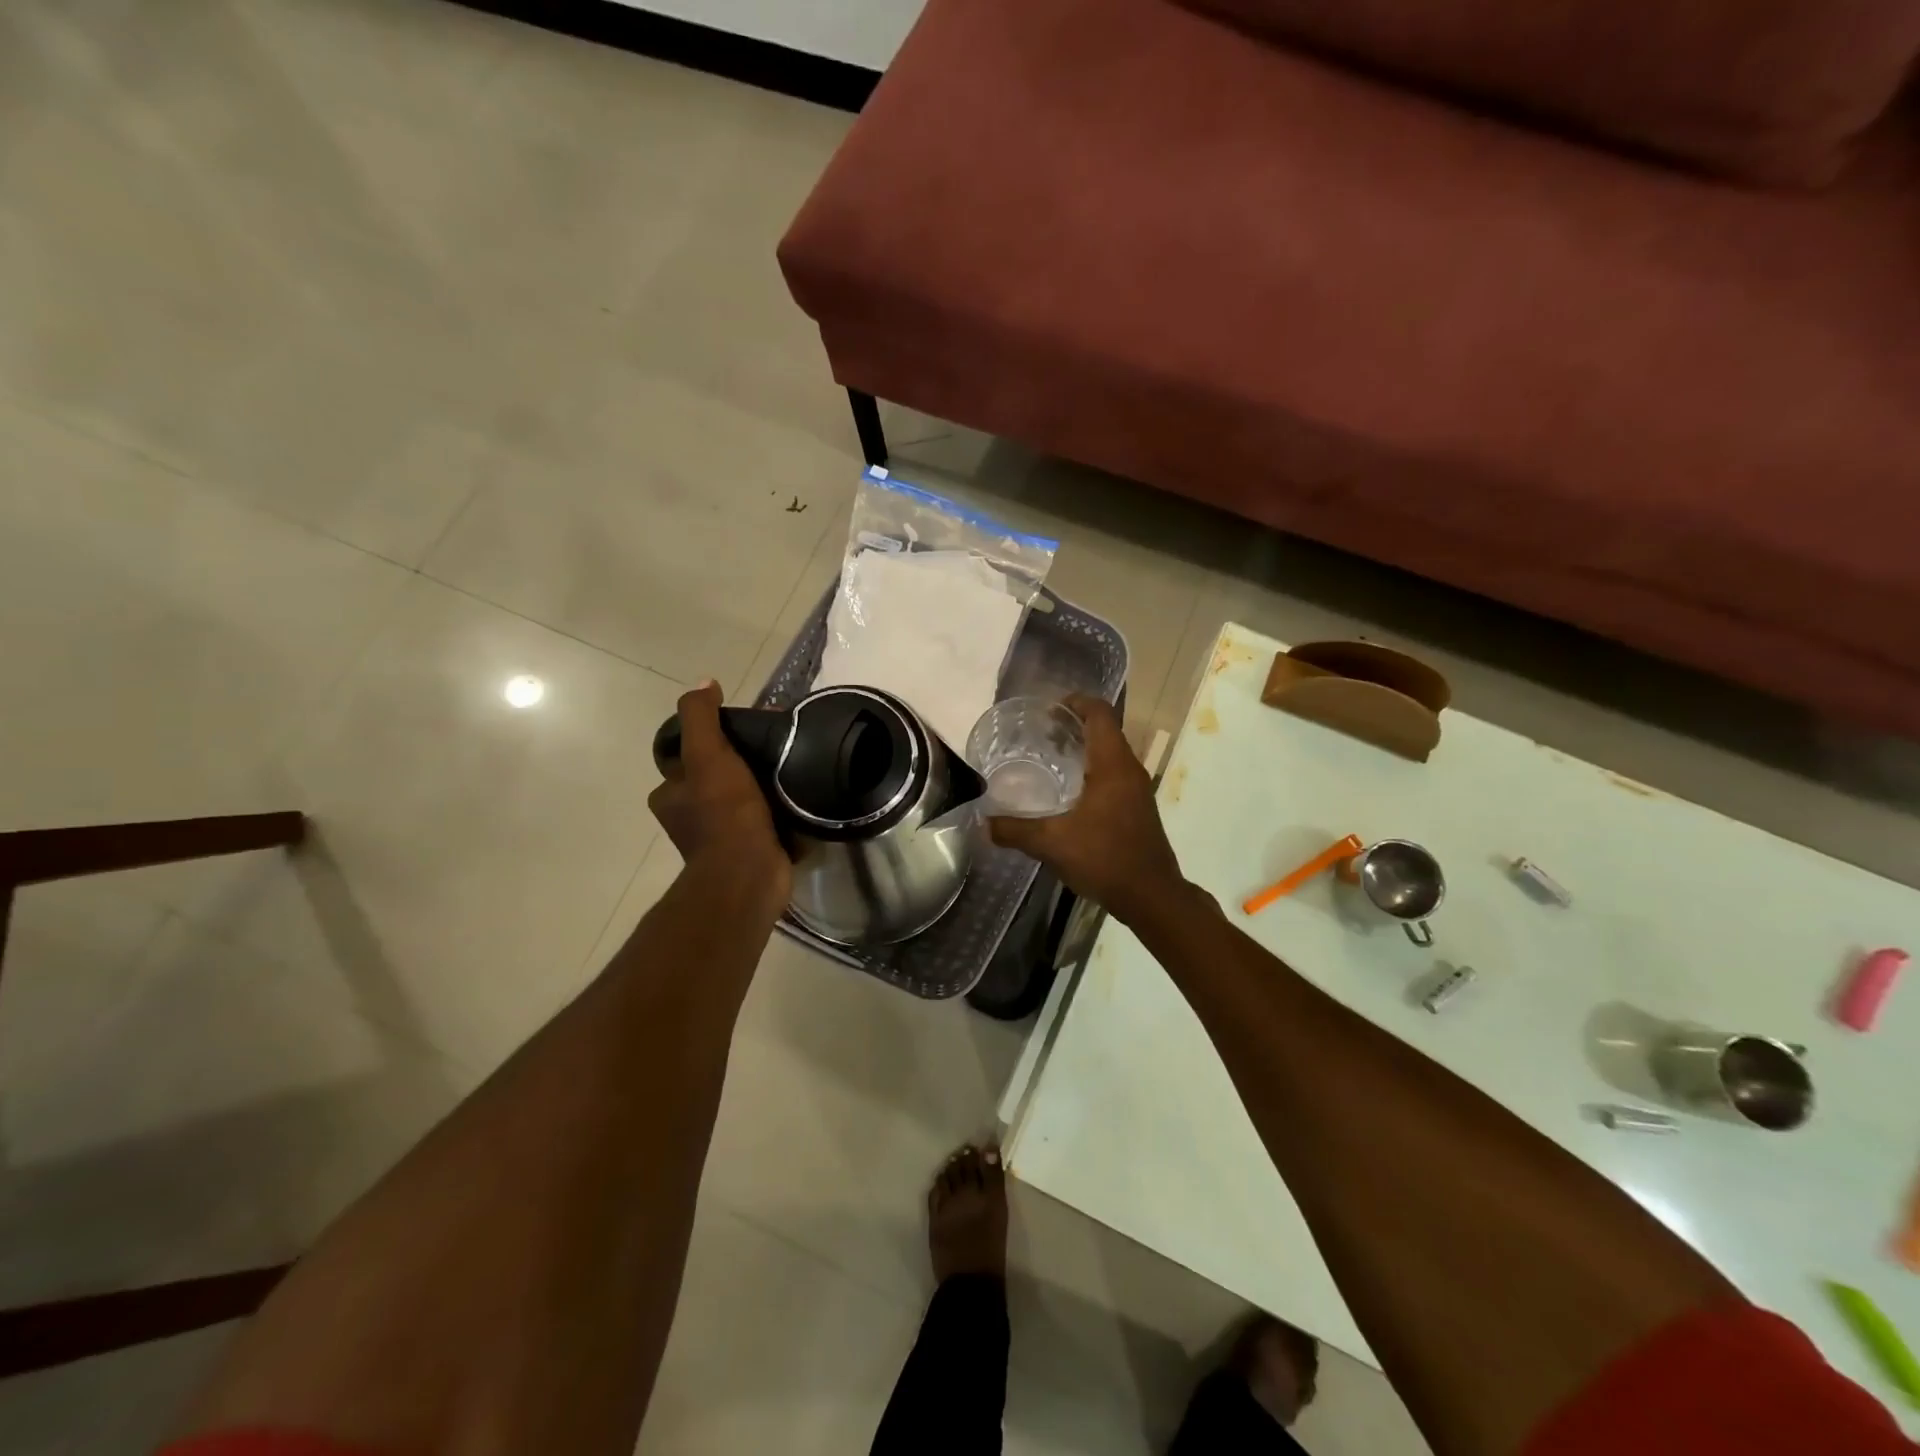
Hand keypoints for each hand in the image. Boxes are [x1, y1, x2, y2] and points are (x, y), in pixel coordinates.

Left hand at [649, 682, 790, 906]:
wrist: (750, 873)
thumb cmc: (724, 812)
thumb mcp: (707, 754)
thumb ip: (700, 717)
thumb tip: (705, 683)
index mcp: (671, 795)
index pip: (686, 756)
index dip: (710, 737)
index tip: (742, 725)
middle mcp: (690, 816)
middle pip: (717, 775)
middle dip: (741, 760)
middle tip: (774, 743)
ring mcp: (721, 837)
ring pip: (742, 797)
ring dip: (763, 784)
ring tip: (791, 764)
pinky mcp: (751, 850)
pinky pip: (765, 820)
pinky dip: (779, 809)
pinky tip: (800, 794)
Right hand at [988, 694, 1185, 924]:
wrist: (1152, 896)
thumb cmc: (1105, 859)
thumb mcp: (1052, 844)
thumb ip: (1015, 830)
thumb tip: (983, 823)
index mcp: (1113, 765)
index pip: (1100, 713)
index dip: (1076, 702)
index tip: (1048, 708)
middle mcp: (1129, 770)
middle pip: (1105, 730)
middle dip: (1074, 724)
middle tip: (1040, 732)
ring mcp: (1137, 790)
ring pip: (1110, 754)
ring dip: (1084, 748)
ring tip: (1049, 757)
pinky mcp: (1138, 808)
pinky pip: (1114, 775)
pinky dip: (1092, 770)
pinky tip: (1068, 792)